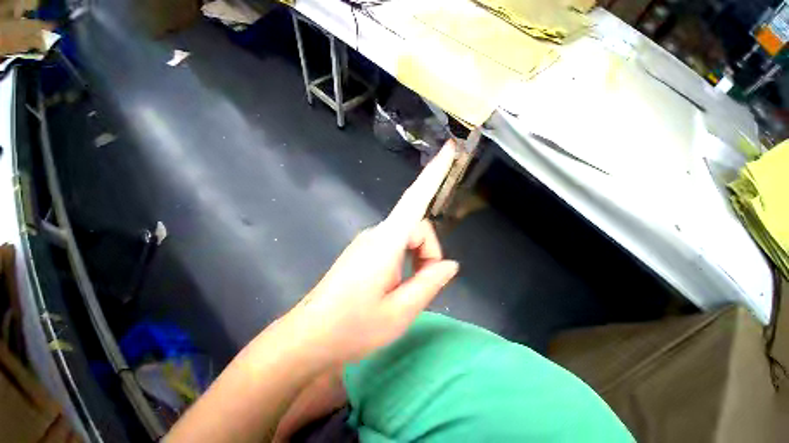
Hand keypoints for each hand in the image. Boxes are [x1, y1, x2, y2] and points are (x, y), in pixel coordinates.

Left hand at [289, 141, 459, 364]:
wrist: (309, 338)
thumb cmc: (353, 328)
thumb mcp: (401, 311)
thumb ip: (429, 282)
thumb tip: (450, 263)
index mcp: (386, 242)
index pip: (415, 199)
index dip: (435, 172)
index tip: (449, 149)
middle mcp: (376, 234)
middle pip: (417, 228)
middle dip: (429, 255)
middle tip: (424, 286)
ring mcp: (368, 242)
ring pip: (407, 239)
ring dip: (418, 261)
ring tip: (408, 292)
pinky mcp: (365, 252)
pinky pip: (395, 247)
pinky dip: (407, 262)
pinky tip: (398, 285)